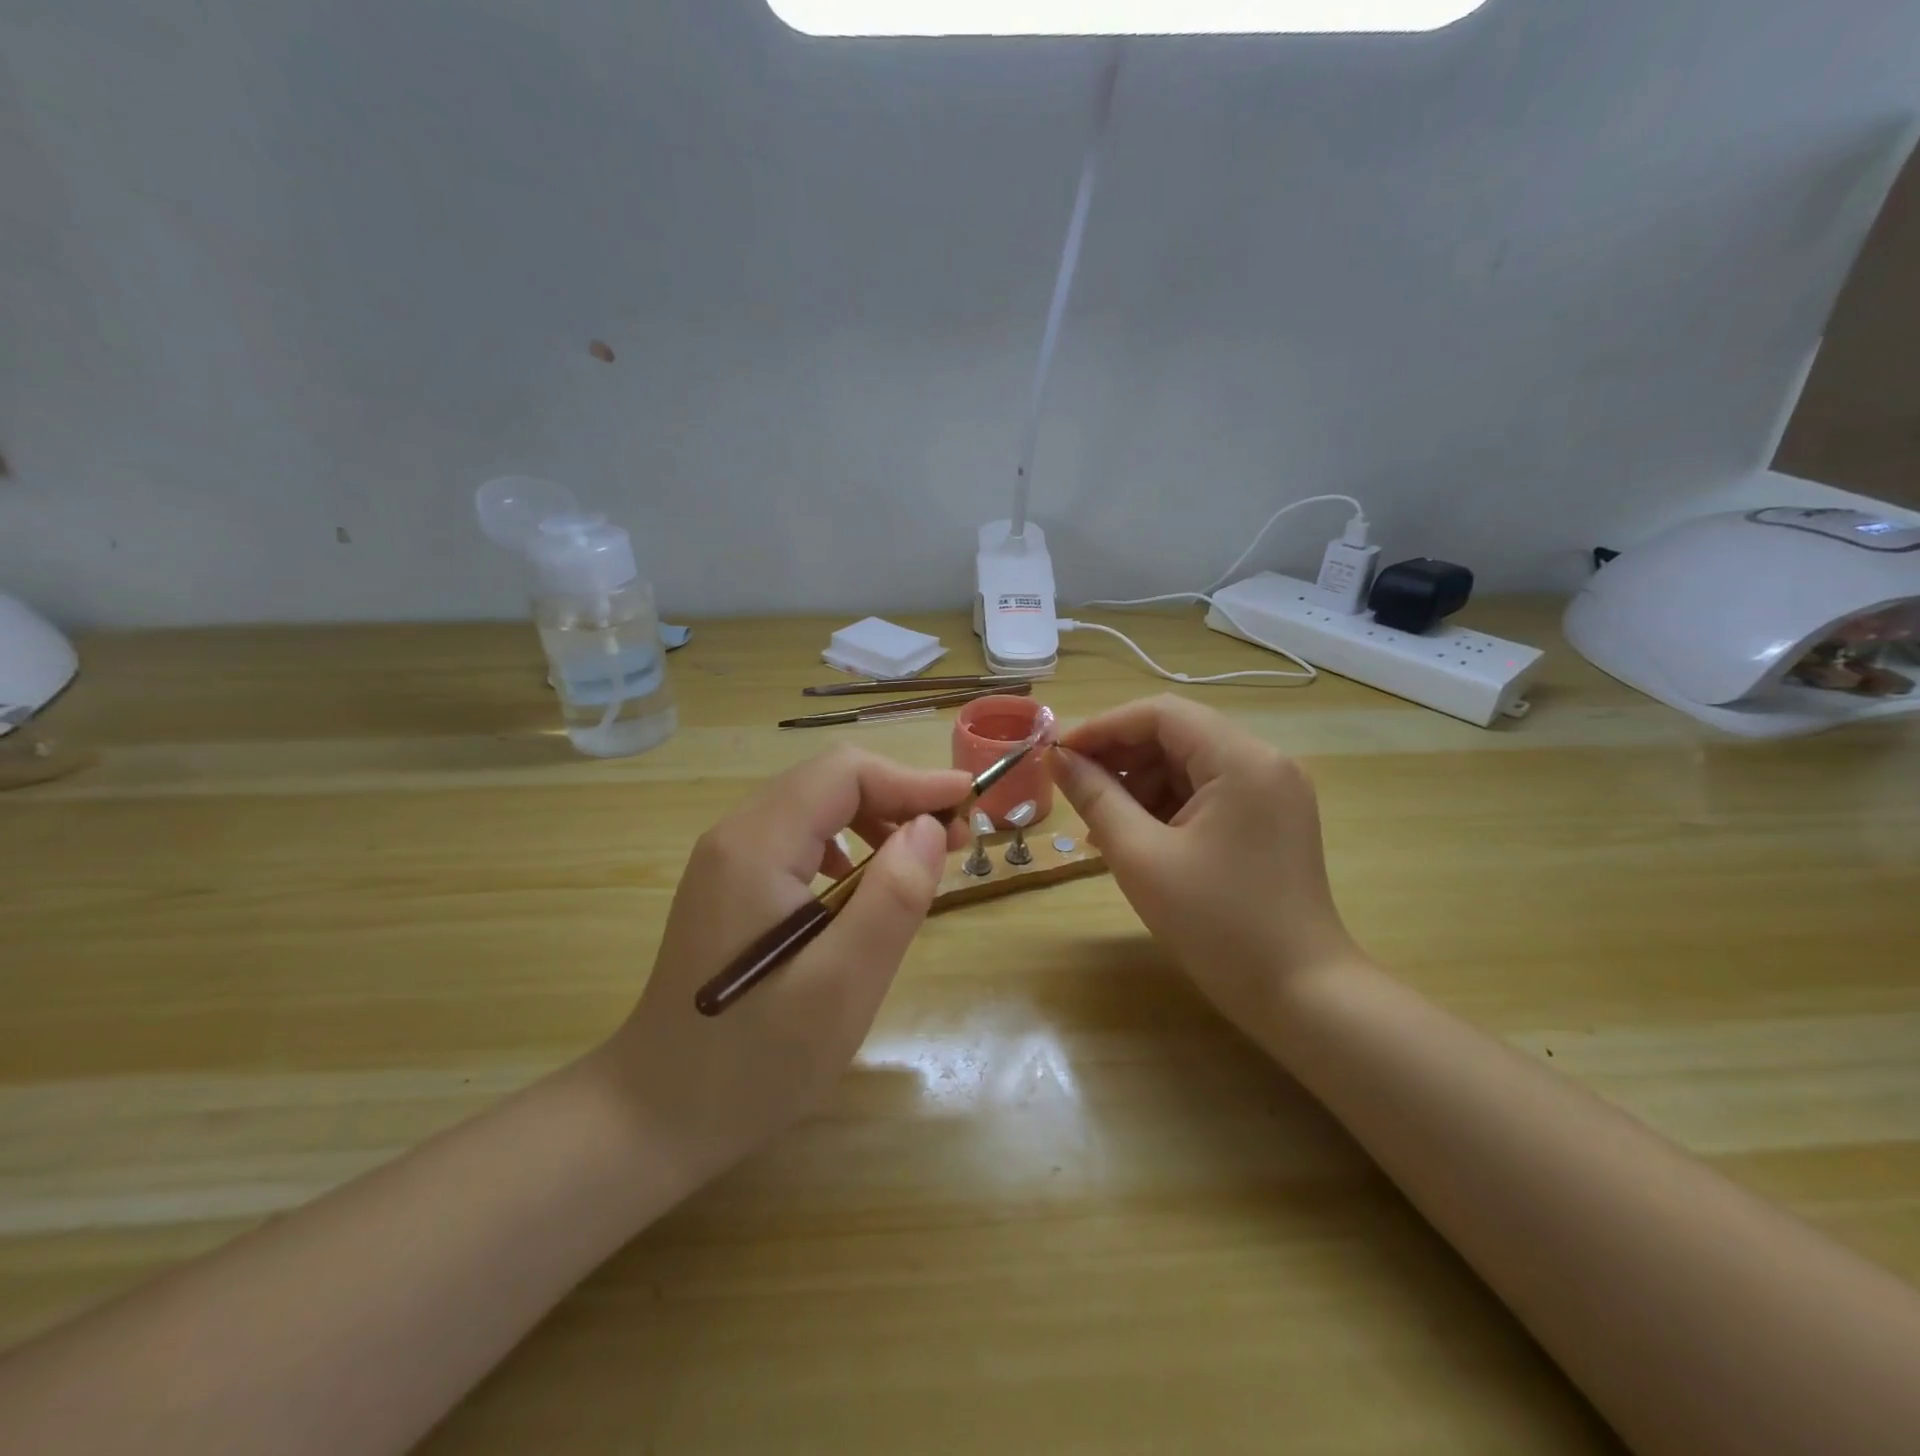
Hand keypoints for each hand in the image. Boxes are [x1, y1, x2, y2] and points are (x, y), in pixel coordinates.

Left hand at [601, 747, 971, 1187]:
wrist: (655, 1115)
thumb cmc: (753, 1062)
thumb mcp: (841, 987)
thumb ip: (891, 900)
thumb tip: (930, 828)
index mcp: (757, 846)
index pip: (844, 772)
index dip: (912, 779)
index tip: (969, 803)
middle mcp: (736, 836)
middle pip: (829, 782)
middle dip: (899, 797)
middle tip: (955, 841)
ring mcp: (727, 861)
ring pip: (816, 808)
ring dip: (876, 820)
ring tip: (919, 863)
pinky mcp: (730, 887)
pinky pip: (799, 839)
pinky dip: (846, 846)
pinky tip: (861, 889)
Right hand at [1049, 695, 1362, 1045]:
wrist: (1301, 995)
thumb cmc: (1217, 925)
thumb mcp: (1142, 857)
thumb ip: (1095, 798)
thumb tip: (1057, 758)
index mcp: (1242, 760)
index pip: (1161, 714)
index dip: (1103, 726)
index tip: (1058, 753)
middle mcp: (1264, 761)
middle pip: (1176, 734)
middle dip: (1119, 757)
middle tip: (1072, 788)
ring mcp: (1272, 790)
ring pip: (1188, 764)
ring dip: (1139, 784)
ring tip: (1099, 824)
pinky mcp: (1270, 818)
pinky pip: (1206, 792)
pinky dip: (1166, 806)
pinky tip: (1133, 836)